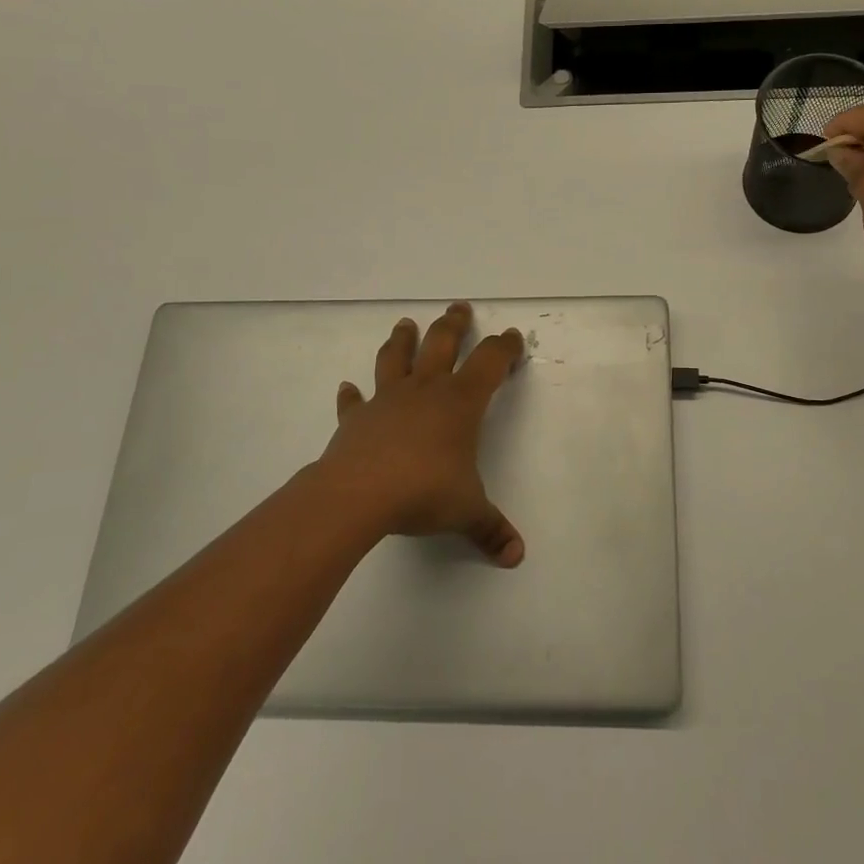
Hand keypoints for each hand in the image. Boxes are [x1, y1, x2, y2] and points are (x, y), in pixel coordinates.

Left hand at [314, 303, 527, 566]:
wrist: (358, 495)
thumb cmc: (423, 492)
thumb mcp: (467, 512)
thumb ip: (491, 529)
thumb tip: (516, 556)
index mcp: (459, 403)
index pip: (489, 362)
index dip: (504, 348)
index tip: (512, 337)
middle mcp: (425, 391)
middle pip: (441, 344)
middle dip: (453, 324)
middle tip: (458, 307)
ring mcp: (387, 401)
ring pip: (395, 359)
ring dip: (401, 340)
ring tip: (405, 323)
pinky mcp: (356, 420)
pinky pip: (354, 401)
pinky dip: (351, 394)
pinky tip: (347, 387)